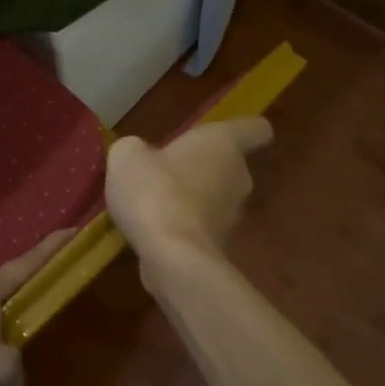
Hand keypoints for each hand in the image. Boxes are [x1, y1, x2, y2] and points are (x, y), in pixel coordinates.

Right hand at [105, 118, 272, 270]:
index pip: (256, 129)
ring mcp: (232, 215)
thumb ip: (135, 148)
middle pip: (230, 165)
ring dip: (192, 197)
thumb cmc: (156, 190)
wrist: (171, 256)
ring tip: (155, 201)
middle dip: (202, 166)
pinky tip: (154, 228)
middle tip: (168, 168)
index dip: (244, 129)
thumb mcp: (128, 156)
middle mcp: (238, 177)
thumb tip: (139, 154)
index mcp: (224, 144)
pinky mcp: (219, 245)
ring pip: (216, 197)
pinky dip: (183, 225)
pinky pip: (201, 225)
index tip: (222, 134)